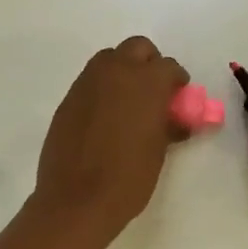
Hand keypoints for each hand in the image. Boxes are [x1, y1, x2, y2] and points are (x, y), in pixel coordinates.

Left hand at [32, 37, 189, 243]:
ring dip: (124, 71)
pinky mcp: (68, 99)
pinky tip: (106, 117)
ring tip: (129, 102)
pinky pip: (91, 81)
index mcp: (146, 83)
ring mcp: (87, 83)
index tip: (179, 97)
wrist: (76, 200)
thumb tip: (177, 119)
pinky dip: (103, 89)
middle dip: (149, 63)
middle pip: (138, 48)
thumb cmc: (128, 178)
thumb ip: (169, 125)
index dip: (177, 81)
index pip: (169, 66)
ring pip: (110, 59)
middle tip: (154, 91)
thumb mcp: (159, 151)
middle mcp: (116, 72)